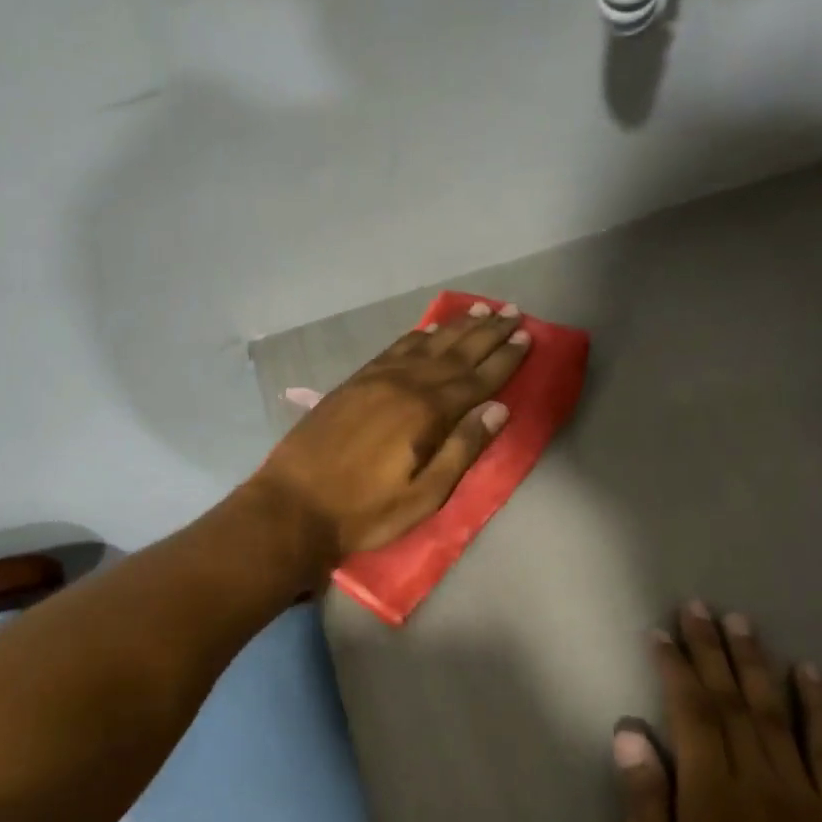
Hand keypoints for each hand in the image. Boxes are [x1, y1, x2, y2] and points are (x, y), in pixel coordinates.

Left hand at [247, 300, 530, 568]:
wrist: (294, 505)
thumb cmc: (364, 512)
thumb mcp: (424, 496)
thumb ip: (461, 450)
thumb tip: (497, 409)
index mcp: (427, 413)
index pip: (477, 378)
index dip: (505, 358)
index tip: (528, 336)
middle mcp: (404, 385)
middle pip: (455, 353)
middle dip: (487, 333)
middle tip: (513, 312)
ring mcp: (375, 380)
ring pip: (425, 344)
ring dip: (456, 328)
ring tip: (480, 310)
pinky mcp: (353, 383)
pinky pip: (393, 349)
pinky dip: (417, 337)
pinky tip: (428, 331)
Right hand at [614, 602, 821, 821]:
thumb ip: (645, 811)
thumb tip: (629, 735)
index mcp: (713, 806)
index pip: (691, 716)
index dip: (674, 669)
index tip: (660, 633)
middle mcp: (764, 789)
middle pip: (733, 703)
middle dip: (712, 650)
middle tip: (698, 606)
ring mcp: (813, 804)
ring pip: (779, 715)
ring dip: (757, 663)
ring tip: (742, 622)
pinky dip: (821, 709)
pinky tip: (810, 674)